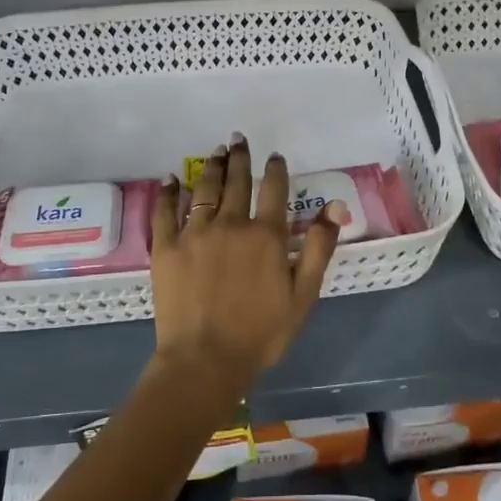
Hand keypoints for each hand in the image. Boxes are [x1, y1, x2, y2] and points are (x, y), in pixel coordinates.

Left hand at [149, 135, 343, 393]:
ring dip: (212, 168)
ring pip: (204, 189)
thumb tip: (335, 205)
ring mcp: (195, 232)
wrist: (205, 360)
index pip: (273, 190)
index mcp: (266, 236)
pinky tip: (171, 178)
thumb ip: (320, 248)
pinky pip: (166, 211)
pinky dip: (168, 192)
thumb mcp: (303, 296)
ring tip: (215, 152)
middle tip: (238, 139)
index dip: (275, 170)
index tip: (274, 156)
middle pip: (237, 182)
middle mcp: (230, 224)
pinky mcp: (166, 247)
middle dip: (240, 158)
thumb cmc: (261, 333)